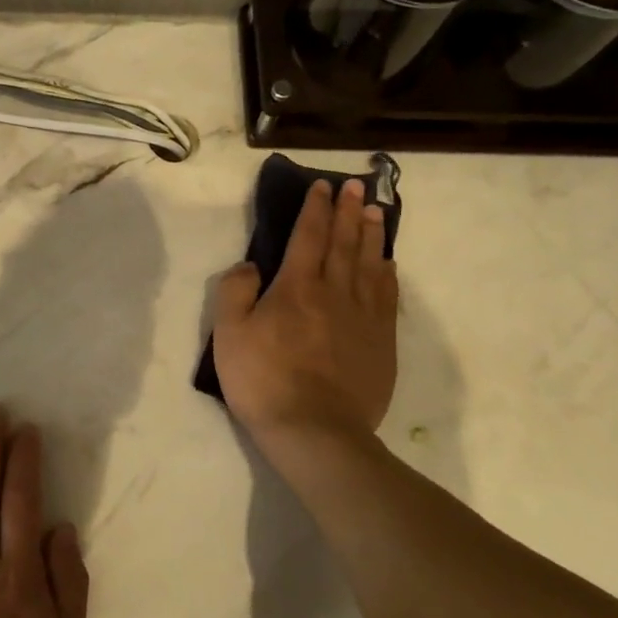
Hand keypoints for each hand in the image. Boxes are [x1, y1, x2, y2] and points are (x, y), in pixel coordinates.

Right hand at [211, 177, 398, 444]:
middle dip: (347, 210)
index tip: (321, 186)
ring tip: (374, 211)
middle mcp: (335, 292)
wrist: (315, 431)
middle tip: (354, 185)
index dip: (314, 208)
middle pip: (343, 242)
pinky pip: (387, 297)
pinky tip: (388, 264)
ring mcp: (363, 317)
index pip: (308, 236)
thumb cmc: (264, 381)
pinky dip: (388, 274)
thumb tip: (250, 265)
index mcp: (296, 287)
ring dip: (371, 234)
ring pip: (370, 263)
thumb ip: (235, 292)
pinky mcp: (381, 342)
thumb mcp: (229, 335)